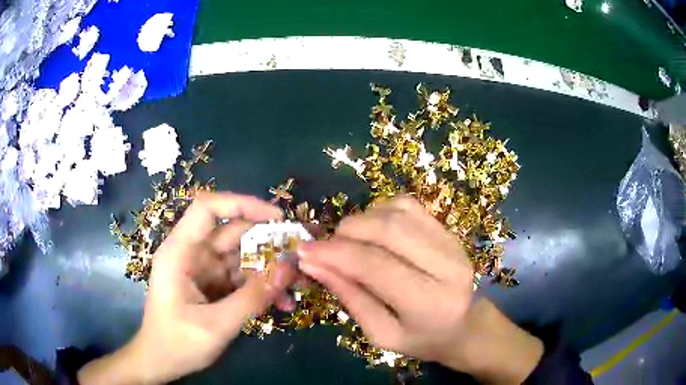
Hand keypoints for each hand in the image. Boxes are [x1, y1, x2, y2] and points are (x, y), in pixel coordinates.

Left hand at [79, 192, 295, 384]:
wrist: (161, 362)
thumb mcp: (216, 325)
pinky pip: (242, 278)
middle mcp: (192, 254)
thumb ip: (252, 298)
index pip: (208, 209)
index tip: (276, 217)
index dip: (242, 204)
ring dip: (269, 270)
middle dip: (267, 242)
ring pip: (242, 257)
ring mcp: (203, 270)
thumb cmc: (177, 343)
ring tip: (297, 286)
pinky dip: (262, 287)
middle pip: (232, 233)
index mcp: (180, 252)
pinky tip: (282, 303)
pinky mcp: (212, 285)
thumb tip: (289, 269)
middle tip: (301, 255)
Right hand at [298, 196, 542, 383]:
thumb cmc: (422, 339)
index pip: (375, 266)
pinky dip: (381, 210)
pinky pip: (409, 205)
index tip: (303, 251)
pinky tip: (373, 228)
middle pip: (388, 230)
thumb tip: (313, 264)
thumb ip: (350, 297)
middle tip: (325, 246)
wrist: (465, 325)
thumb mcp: (381, 334)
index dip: (334, 254)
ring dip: (362, 220)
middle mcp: (447, 265)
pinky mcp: (448, 230)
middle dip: (347, 232)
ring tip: (348, 240)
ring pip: (397, 212)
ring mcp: (451, 242)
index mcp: (430, 302)